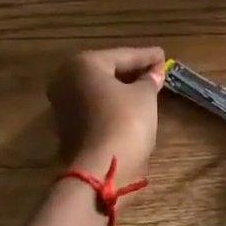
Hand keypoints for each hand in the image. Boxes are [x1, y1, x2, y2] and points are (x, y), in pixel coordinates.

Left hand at [46, 47, 166, 177]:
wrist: (100, 171)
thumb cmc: (124, 123)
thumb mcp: (144, 96)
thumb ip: (149, 80)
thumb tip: (153, 73)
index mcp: (83, 64)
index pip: (123, 55)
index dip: (146, 56)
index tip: (163, 55)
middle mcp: (66, 80)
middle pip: (107, 71)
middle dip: (132, 71)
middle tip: (156, 70)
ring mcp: (63, 105)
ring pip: (99, 90)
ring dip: (122, 88)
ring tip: (148, 87)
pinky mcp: (68, 127)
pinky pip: (95, 107)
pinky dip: (112, 104)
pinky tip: (131, 106)